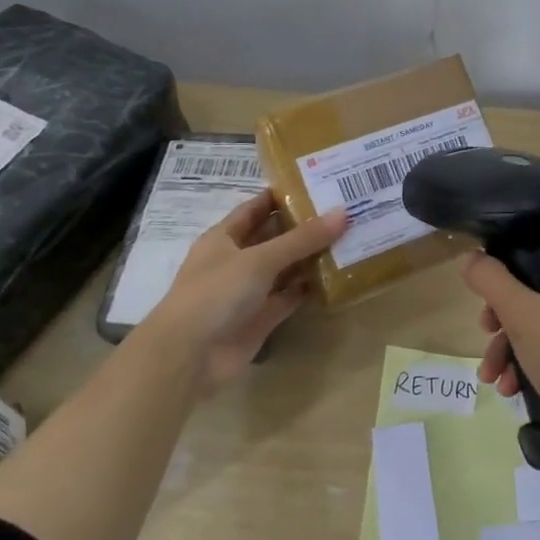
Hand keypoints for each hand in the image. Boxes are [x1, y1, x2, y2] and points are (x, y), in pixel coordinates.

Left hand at [139, 191, 347, 395]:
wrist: (190, 356)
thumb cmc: (217, 293)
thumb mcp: (260, 259)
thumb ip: (302, 239)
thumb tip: (343, 213)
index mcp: (224, 237)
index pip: (256, 208)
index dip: (281, 196)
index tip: (316, 183)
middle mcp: (236, 260)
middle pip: (274, 237)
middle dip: (304, 225)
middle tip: (344, 209)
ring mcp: (249, 291)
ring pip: (285, 268)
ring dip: (311, 256)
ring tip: (349, 238)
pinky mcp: (262, 317)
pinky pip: (290, 296)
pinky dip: (310, 288)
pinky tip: (337, 276)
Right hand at [461, 231, 539, 468]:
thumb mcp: (522, 317)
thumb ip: (490, 280)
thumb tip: (470, 257)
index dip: (510, 256)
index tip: (486, 286)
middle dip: (505, 314)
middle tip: (486, 332)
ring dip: (514, 343)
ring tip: (492, 376)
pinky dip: (537, 357)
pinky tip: (513, 387)